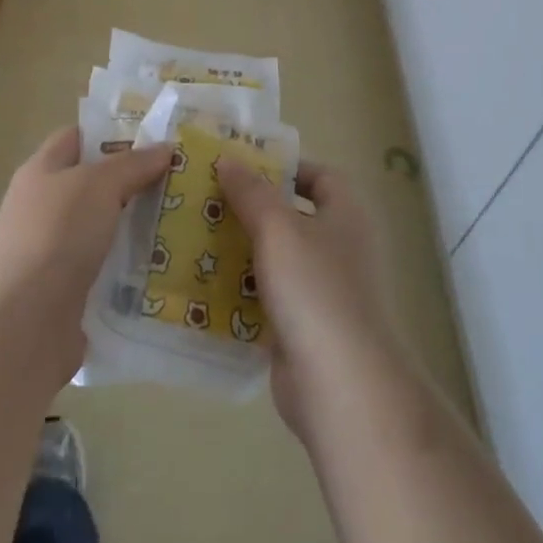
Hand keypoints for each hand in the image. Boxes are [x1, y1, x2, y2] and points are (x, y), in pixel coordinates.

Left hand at [0, 127, 172, 391]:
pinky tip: (168, 267)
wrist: (21, 326)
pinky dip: (134, 269)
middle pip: (96, 185)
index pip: (77, 138)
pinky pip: (109, 271)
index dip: (113, 133)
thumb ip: (132, 164)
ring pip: (106, 230)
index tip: (157, 137)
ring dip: (140, 228)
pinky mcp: (69, 294)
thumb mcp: (98, 185)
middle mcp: (45, 209)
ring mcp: (55, 254)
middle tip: (184, 180)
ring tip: (187, 222)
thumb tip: (165, 148)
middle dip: (137, 182)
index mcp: (42, 172)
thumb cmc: (56, 236)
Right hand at [217, 159, 402, 443]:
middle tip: (208, 200)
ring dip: (242, 250)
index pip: (321, 176)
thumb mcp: (278, 228)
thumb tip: (229, 159)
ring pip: (277, 259)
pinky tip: (204, 285)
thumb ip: (251, 192)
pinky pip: (268, 298)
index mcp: (346, 215)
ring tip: (196, 237)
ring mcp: (323, 291)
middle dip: (252, 209)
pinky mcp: (303, 327)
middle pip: (293, 217)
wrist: (340, 384)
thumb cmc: (314, 289)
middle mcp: (340, 248)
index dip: (286, 168)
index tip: (244, 167)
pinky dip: (241, 291)